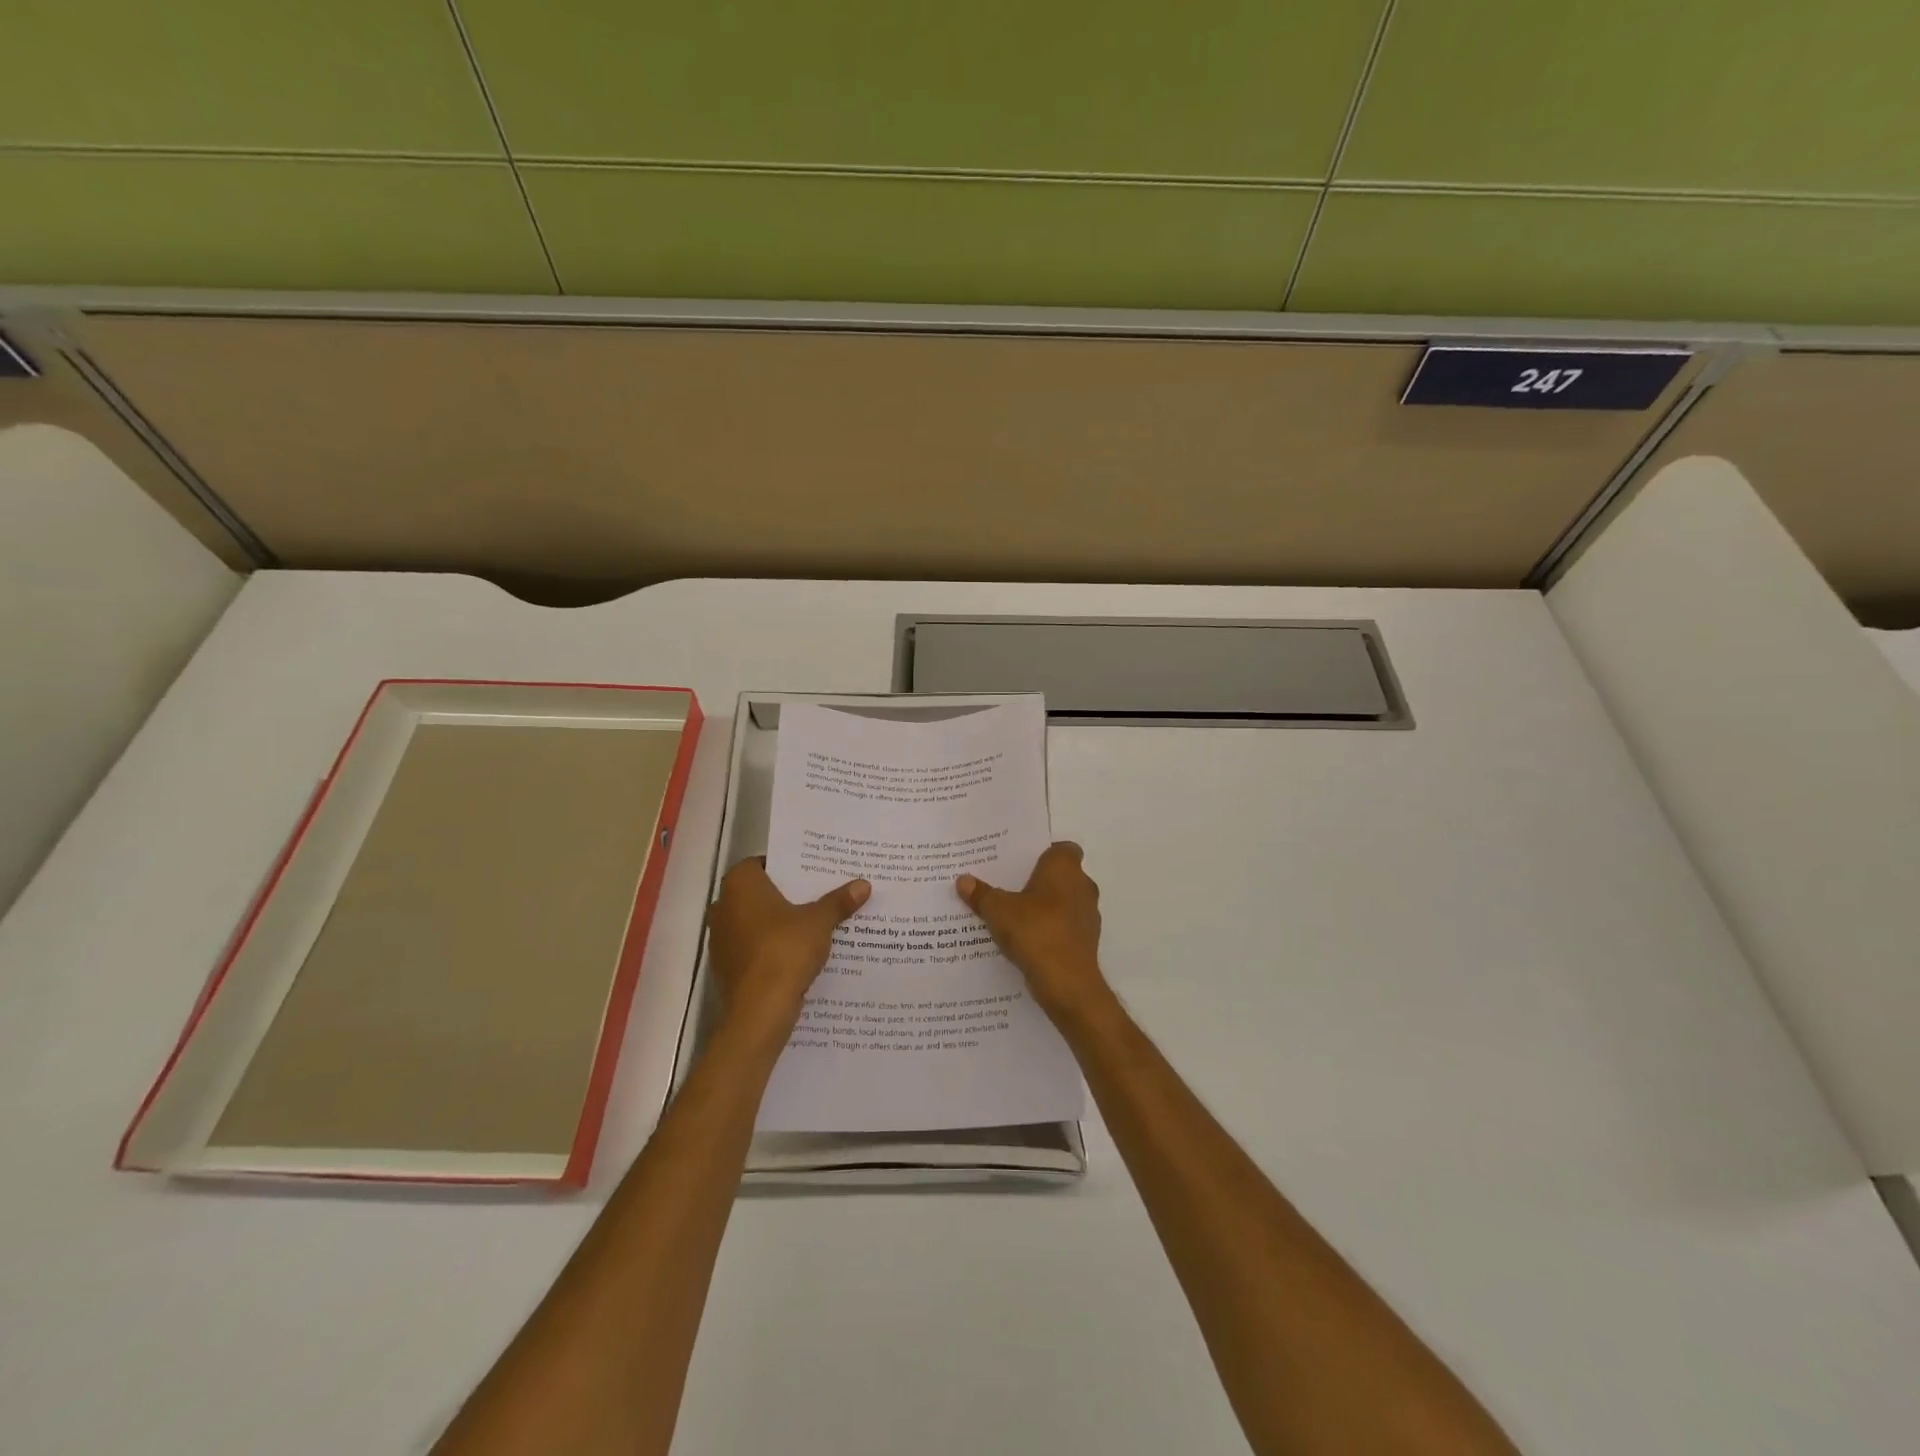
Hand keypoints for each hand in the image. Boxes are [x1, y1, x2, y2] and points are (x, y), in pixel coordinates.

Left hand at [707, 859, 869, 1032]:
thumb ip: (839, 901)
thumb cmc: (785, 950)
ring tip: (815, 922)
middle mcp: (723, 906)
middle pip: (760, 893)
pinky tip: (800, 952)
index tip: (813, 872)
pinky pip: (754, 947)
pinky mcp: (727, 966)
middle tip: (820, 893)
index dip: (788, 866)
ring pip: (756, 921)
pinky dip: (772, 946)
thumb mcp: (819, 922)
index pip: (763, 863)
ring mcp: (722, 939)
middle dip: (787, 895)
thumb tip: (864, 884)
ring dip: (780, 923)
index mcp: (739, 885)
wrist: (759, 1010)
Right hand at [956, 842, 1110, 1022]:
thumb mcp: (998, 910)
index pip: (1062, 848)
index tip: (1020, 863)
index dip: (1044, 853)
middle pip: (1061, 875)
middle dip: (1039, 881)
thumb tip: (963, 880)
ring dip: (1045, 907)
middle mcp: (1082, 885)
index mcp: (1064, 867)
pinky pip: (1065, 926)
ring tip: (1014, 915)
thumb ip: (981, 894)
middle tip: (1009, 886)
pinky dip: (1051, 929)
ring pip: (1064, 902)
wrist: (1067, 981)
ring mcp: (1088, 914)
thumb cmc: (1035, 931)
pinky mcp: (1087, 940)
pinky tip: (1027, 940)